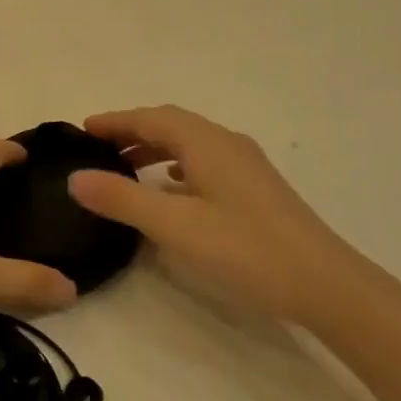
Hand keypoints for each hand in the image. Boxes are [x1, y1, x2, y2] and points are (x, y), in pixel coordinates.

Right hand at [67, 106, 353, 324]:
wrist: (324, 282)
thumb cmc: (244, 249)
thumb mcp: (174, 226)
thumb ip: (122, 200)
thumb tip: (76, 177)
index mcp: (205, 142)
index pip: (150, 118)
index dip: (115, 121)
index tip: (83, 129)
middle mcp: (225, 142)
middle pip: (170, 124)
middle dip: (132, 131)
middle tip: (98, 148)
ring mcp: (245, 164)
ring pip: (190, 144)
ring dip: (155, 149)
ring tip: (125, 169)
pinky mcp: (256, 187)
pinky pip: (205, 162)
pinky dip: (177, 166)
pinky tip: (171, 190)